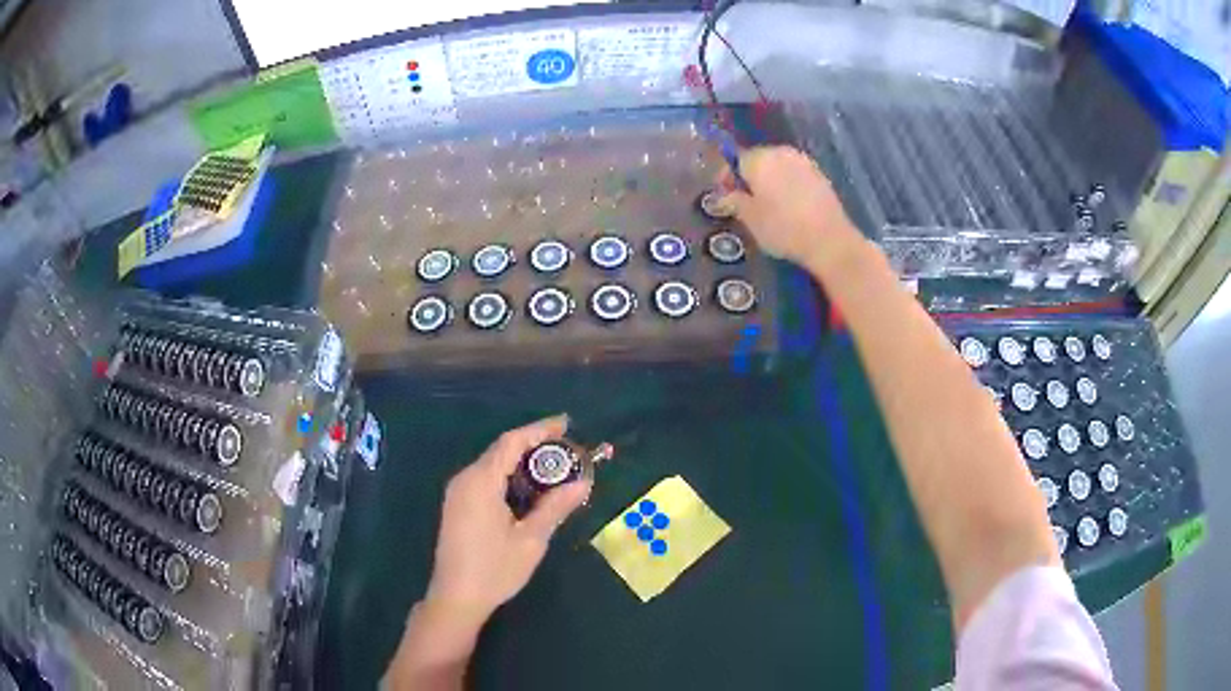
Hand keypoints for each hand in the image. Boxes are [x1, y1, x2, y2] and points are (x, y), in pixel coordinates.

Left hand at [423, 415, 591, 624]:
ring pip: (492, 464)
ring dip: (521, 461)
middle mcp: (465, 479)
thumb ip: (555, 507)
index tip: (566, 423)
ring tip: (553, 467)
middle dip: (533, 445)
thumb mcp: (531, 540)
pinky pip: (484, 478)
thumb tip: (583, 482)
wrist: (456, 598)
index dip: (539, 429)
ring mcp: (457, 493)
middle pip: (500, 450)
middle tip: (567, 450)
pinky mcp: (457, 506)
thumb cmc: (495, 570)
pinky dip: (508, 475)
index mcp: (481, 482)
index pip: (512, 442)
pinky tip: (528, 489)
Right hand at [714, 146, 865, 272]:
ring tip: (766, 203)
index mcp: (759, 159)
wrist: (830, 240)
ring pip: (777, 166)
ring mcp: (803, 162)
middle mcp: (781, 153)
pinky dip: (787, 184)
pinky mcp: (819, 174)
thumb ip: (734, 202)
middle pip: (757, 159)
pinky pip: (794, 174)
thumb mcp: (751, 219)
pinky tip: (788, 204)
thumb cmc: (783, 228)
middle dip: (749, 176)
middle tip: (744, 200)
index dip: (726, 178)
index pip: (734, 161)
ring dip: (769, 179)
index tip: (724, 195)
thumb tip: (724, 196)